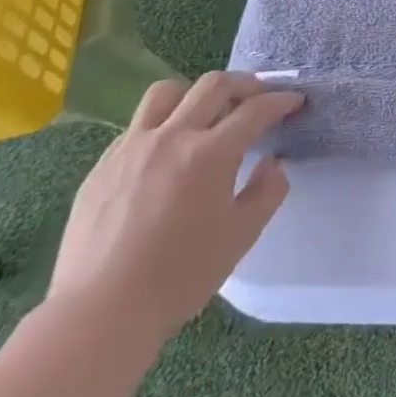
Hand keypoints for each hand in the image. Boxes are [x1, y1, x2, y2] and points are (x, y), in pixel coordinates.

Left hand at [48, 71, 305, 342]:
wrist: (100, 313)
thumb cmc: (180, 276)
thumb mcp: (242, 235)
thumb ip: (268, 190)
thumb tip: (271, 162)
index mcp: (211, 153)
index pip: (256, 109)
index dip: (282, 100)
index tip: (295, 102)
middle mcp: (172, 137)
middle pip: (214, 85)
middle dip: (246, 83)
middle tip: (259, 97)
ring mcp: (132, 148)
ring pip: (167, 92)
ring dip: (196, 93)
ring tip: (207, 112)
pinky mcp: (102, 165)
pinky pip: (137, 125)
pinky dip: (162, 124)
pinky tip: (167, 152)